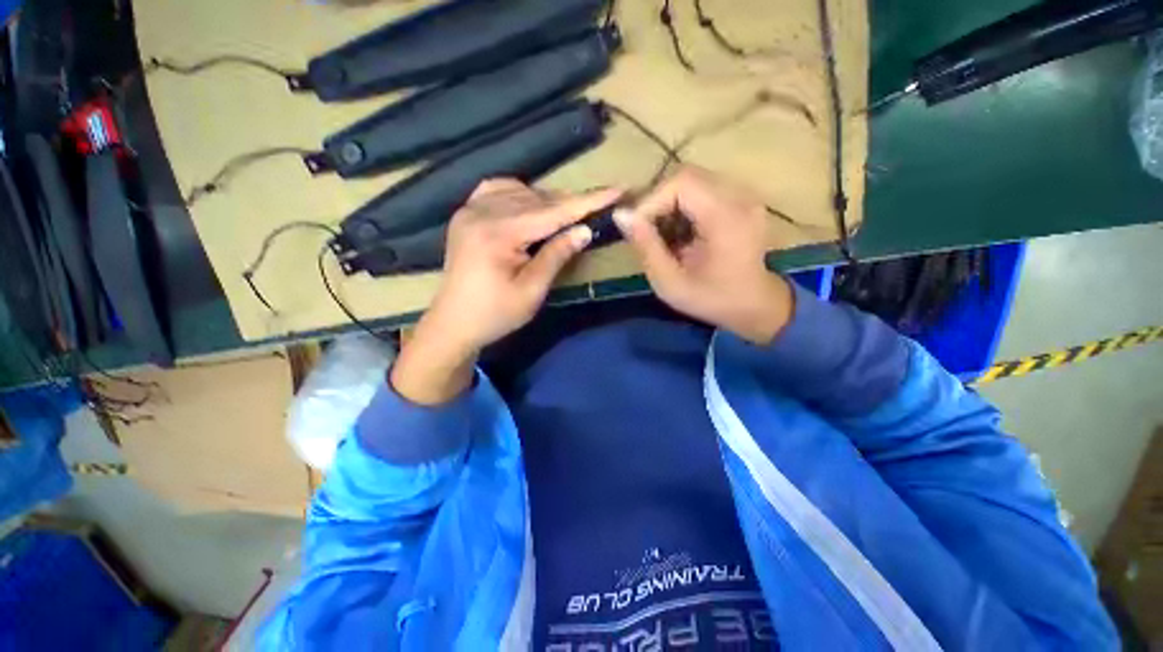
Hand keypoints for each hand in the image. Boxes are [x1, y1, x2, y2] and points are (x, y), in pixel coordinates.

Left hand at [391, 179, 621, 404]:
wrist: (453, 323)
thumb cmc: (495, 315)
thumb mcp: (532, 291)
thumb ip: (556, 255)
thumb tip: (584, 230)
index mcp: (498, 234)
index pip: (552, 212)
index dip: (587, 202)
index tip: (617, 190)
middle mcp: (481, 212)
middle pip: (537, 199)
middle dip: (569, 204)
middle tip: (597, 207)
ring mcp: (470, 210)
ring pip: (520, 192)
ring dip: (547, 201)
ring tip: (566, 216)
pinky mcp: (465, 214)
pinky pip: (497, 191)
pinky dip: (520, 195)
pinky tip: (529, 206)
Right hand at [615, 166, 793, 344]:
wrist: (755, 305)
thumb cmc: (712, 299)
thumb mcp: (670, 282)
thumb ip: (646, 247)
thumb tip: (621, 214)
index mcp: (726, 218)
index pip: (681, 183)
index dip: (651, 200)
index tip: (636, 228)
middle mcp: (740, 197)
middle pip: (687, 176)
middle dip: (657, 201)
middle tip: (645, 231)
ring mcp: (744, 196)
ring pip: (693, 181)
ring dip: (669, 203)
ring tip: (661, 234)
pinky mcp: (741, 199)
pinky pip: (703, 189)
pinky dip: (683, 206)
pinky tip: (679, 232)